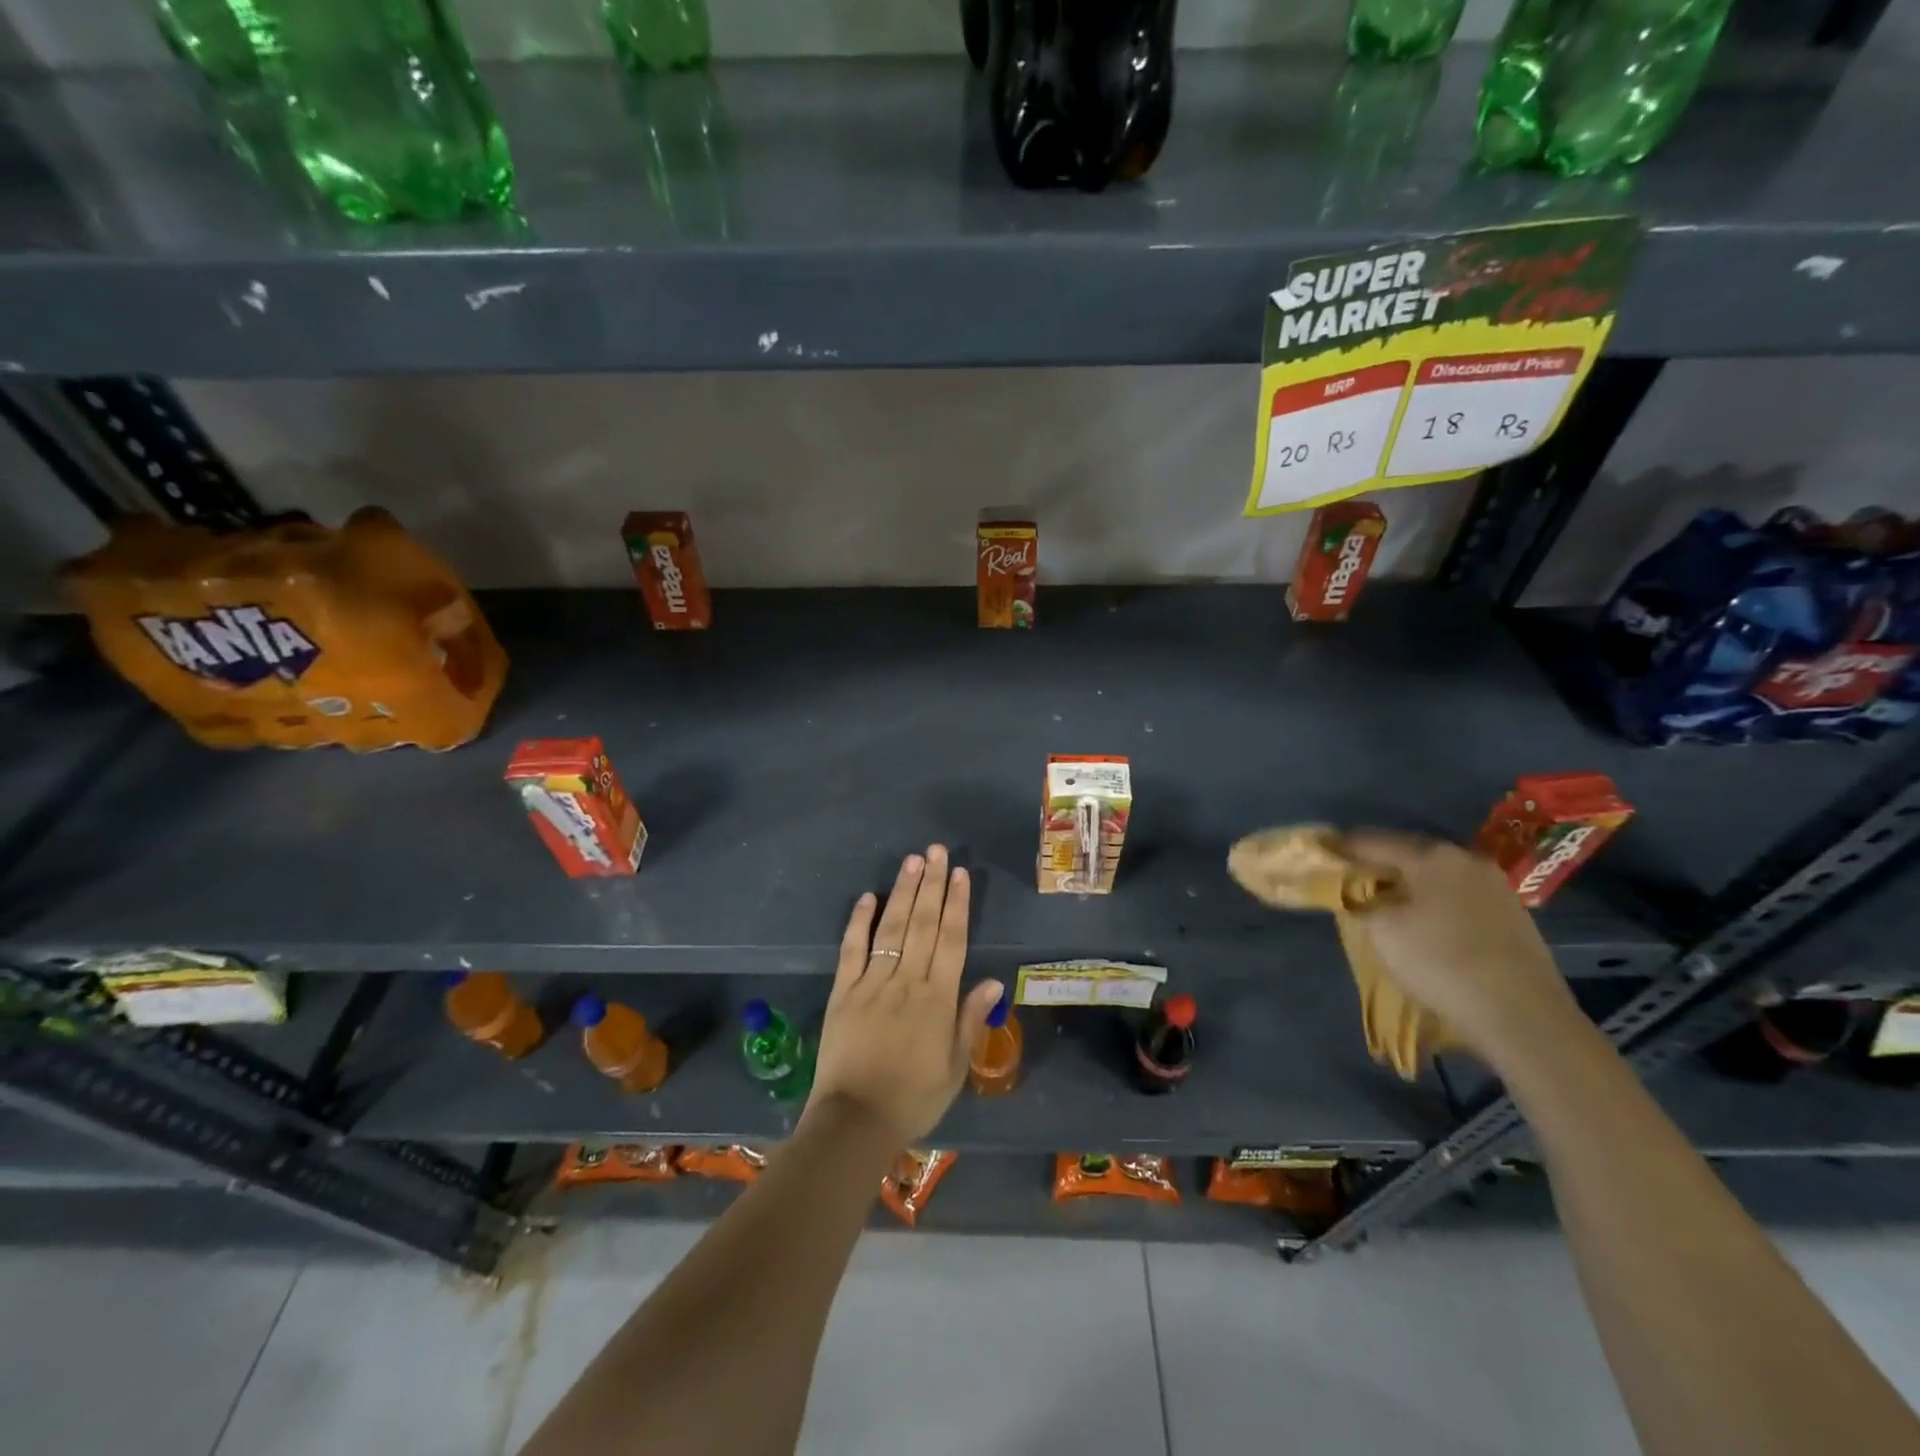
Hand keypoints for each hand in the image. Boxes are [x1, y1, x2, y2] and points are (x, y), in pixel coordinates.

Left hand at [806, 845, 1004, 1146]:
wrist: (856, 1121)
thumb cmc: (914, 1098)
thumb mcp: (956, 1067)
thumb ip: (971, 1020)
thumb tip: (993, 980)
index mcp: (937, 998)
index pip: (952, 939)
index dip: (957, 904)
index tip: (960, 874)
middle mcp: (907, 980)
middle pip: (923, 924)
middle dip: (932, 884)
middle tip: (937, 851)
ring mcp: (872, 982)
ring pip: (892, 928)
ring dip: (903, 892)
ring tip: (912, 861)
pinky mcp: (843, 991)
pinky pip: (852, 949)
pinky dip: (859, 922)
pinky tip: (868, 897)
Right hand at [1342, 831, 1581, 1066]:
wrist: (1523, 1016)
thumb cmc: (1440, 962)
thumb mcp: (1382, 930)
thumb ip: (1359, 900)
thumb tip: (1354, 891)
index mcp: (1431, 855)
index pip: (1372, 841)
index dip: (1341, 846)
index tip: (1319, 850)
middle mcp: (1465, 859)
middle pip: (1407, 854)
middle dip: (1376, 864)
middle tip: (1347, 876)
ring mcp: (1495, 887)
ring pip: (1435, 876)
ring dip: (1407, 884)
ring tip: (1382, 899)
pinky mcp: (1512, 915)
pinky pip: (1457, 896)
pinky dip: (1433, 901)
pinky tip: (1423, 920)